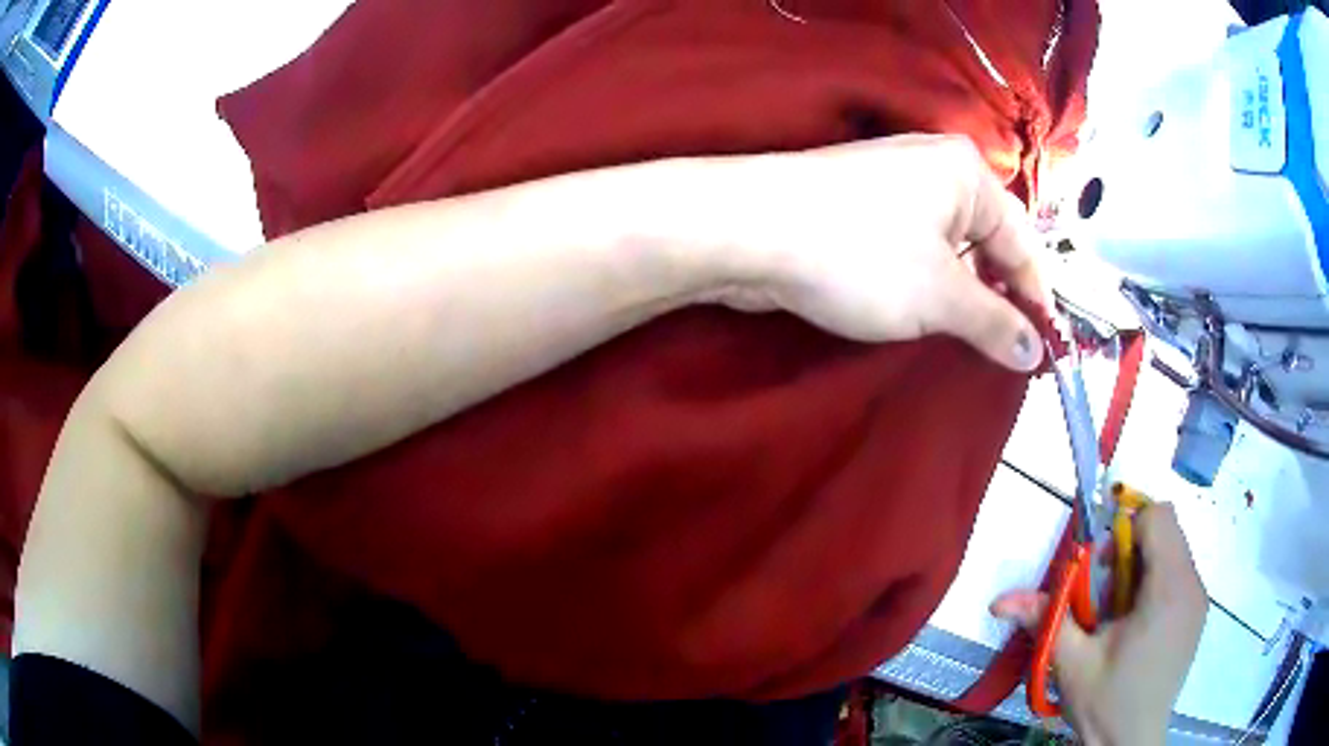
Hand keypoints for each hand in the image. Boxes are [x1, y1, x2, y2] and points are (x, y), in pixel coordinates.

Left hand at [707, 134, 1050, 371]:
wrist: (749, 230)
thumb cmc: (860, 254)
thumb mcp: (941, 296)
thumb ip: (995, 323)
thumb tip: (1034, 350)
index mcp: (966, 173)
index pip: (1021, 242)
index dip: (1036, 298)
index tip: (1043, 348)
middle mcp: (934, 169)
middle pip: (987, 240)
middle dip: (999, 294)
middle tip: (1007, 349)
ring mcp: (892, 185)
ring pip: (949, 247)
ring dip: (962, 292)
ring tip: (971, 339)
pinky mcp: (859, 208)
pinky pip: (913, 248)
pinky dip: (928, 282)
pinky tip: (927, 314)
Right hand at [991, 504, 1208, 745]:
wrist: (1130, 743)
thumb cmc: (1105, 702)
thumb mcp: (1070, 663)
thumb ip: (1045, 619)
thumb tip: (1000, 600)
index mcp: (1167, 589)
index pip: (1159, 517)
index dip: (1126, 528)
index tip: (1102, 568)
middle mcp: (1192, 585)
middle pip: (1166, 532)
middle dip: (1131, 550)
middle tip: (1105, 597)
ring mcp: (1198, 600)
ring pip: (1173, 552)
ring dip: (1143, 568)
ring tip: (1119, 616)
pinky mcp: (1197, 614)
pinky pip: (1179, 575)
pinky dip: (1155, 584)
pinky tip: (1137, 627)